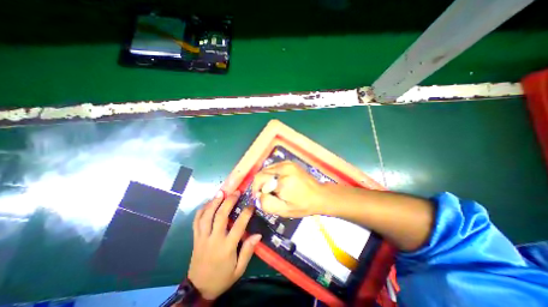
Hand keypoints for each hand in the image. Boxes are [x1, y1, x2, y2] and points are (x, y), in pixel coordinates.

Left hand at [189, 190, 260, 300]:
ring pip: (207, 216)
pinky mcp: (195, 238)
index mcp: (226, 247)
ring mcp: (202, 238)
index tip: (251, 205)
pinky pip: (196, 222)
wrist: (199, 289)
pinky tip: (207, 203)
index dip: (246, 213)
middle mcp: (214, 239)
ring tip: (221, 192)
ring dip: (214, 202)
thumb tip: (258, 235)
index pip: (238, 226)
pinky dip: (201, 210)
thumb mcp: (239, 269)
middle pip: (221, 216)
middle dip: (229, 201)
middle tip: (236, 192)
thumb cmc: (222, 278)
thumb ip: (248, 251)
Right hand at [251, 161, 328, 217]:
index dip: (256, 189)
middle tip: (267, 194)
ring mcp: (287, 163)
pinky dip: (272, 175)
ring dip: (266, 179)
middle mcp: (284, 167)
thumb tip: (259, 194)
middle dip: (261, 184)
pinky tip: (278, 182)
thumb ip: (267, 204)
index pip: (259, 179)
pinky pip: (274, 167)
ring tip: (273, 189)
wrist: (320, 195)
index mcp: (283, 180)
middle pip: (262, 173)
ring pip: (267, 169)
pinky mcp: (289, 162)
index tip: (260, 197)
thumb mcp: (284, 210)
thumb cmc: (303, 205)